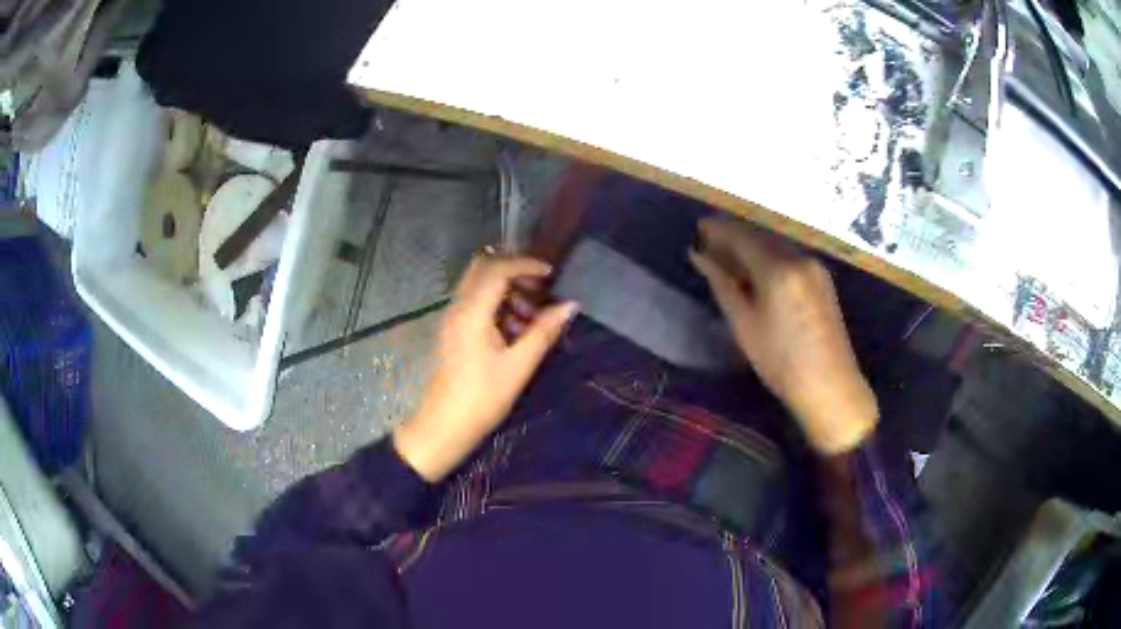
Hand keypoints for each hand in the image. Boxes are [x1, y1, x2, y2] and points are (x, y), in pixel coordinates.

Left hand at [394, 254, 578, 481]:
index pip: (497, 269)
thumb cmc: (483, 398)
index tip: (551, 273)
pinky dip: (496, 304)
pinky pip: (474, 303)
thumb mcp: (519, 366)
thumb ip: (544, 331)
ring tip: (531, 315)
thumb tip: (570, 305)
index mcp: (472, 312)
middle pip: (483, 268)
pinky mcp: (453, 331)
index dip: (526, 264)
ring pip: (478, 285)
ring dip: (505, 289)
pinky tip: (515, 330)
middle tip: (540, 287)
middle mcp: (458, 307)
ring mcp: (452, 319)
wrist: (444, 427)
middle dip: (513, 270)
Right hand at [689, 218, 877, 453]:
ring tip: (729, 257)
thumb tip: (698, 254)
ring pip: (775, 246)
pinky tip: (758, 271)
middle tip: (708, 243)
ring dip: (751, 246)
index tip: (697, 228)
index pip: (741, 236)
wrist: (830, 385)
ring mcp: (815, 267)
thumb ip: (722, 283)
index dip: (717, 229)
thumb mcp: (744, 324)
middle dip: (734, 236)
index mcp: (778, 268)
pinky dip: (769, 258)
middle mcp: (799, 258)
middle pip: (760, 236)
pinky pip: (789, 257)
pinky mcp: (822, 279)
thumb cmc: (780, 361)